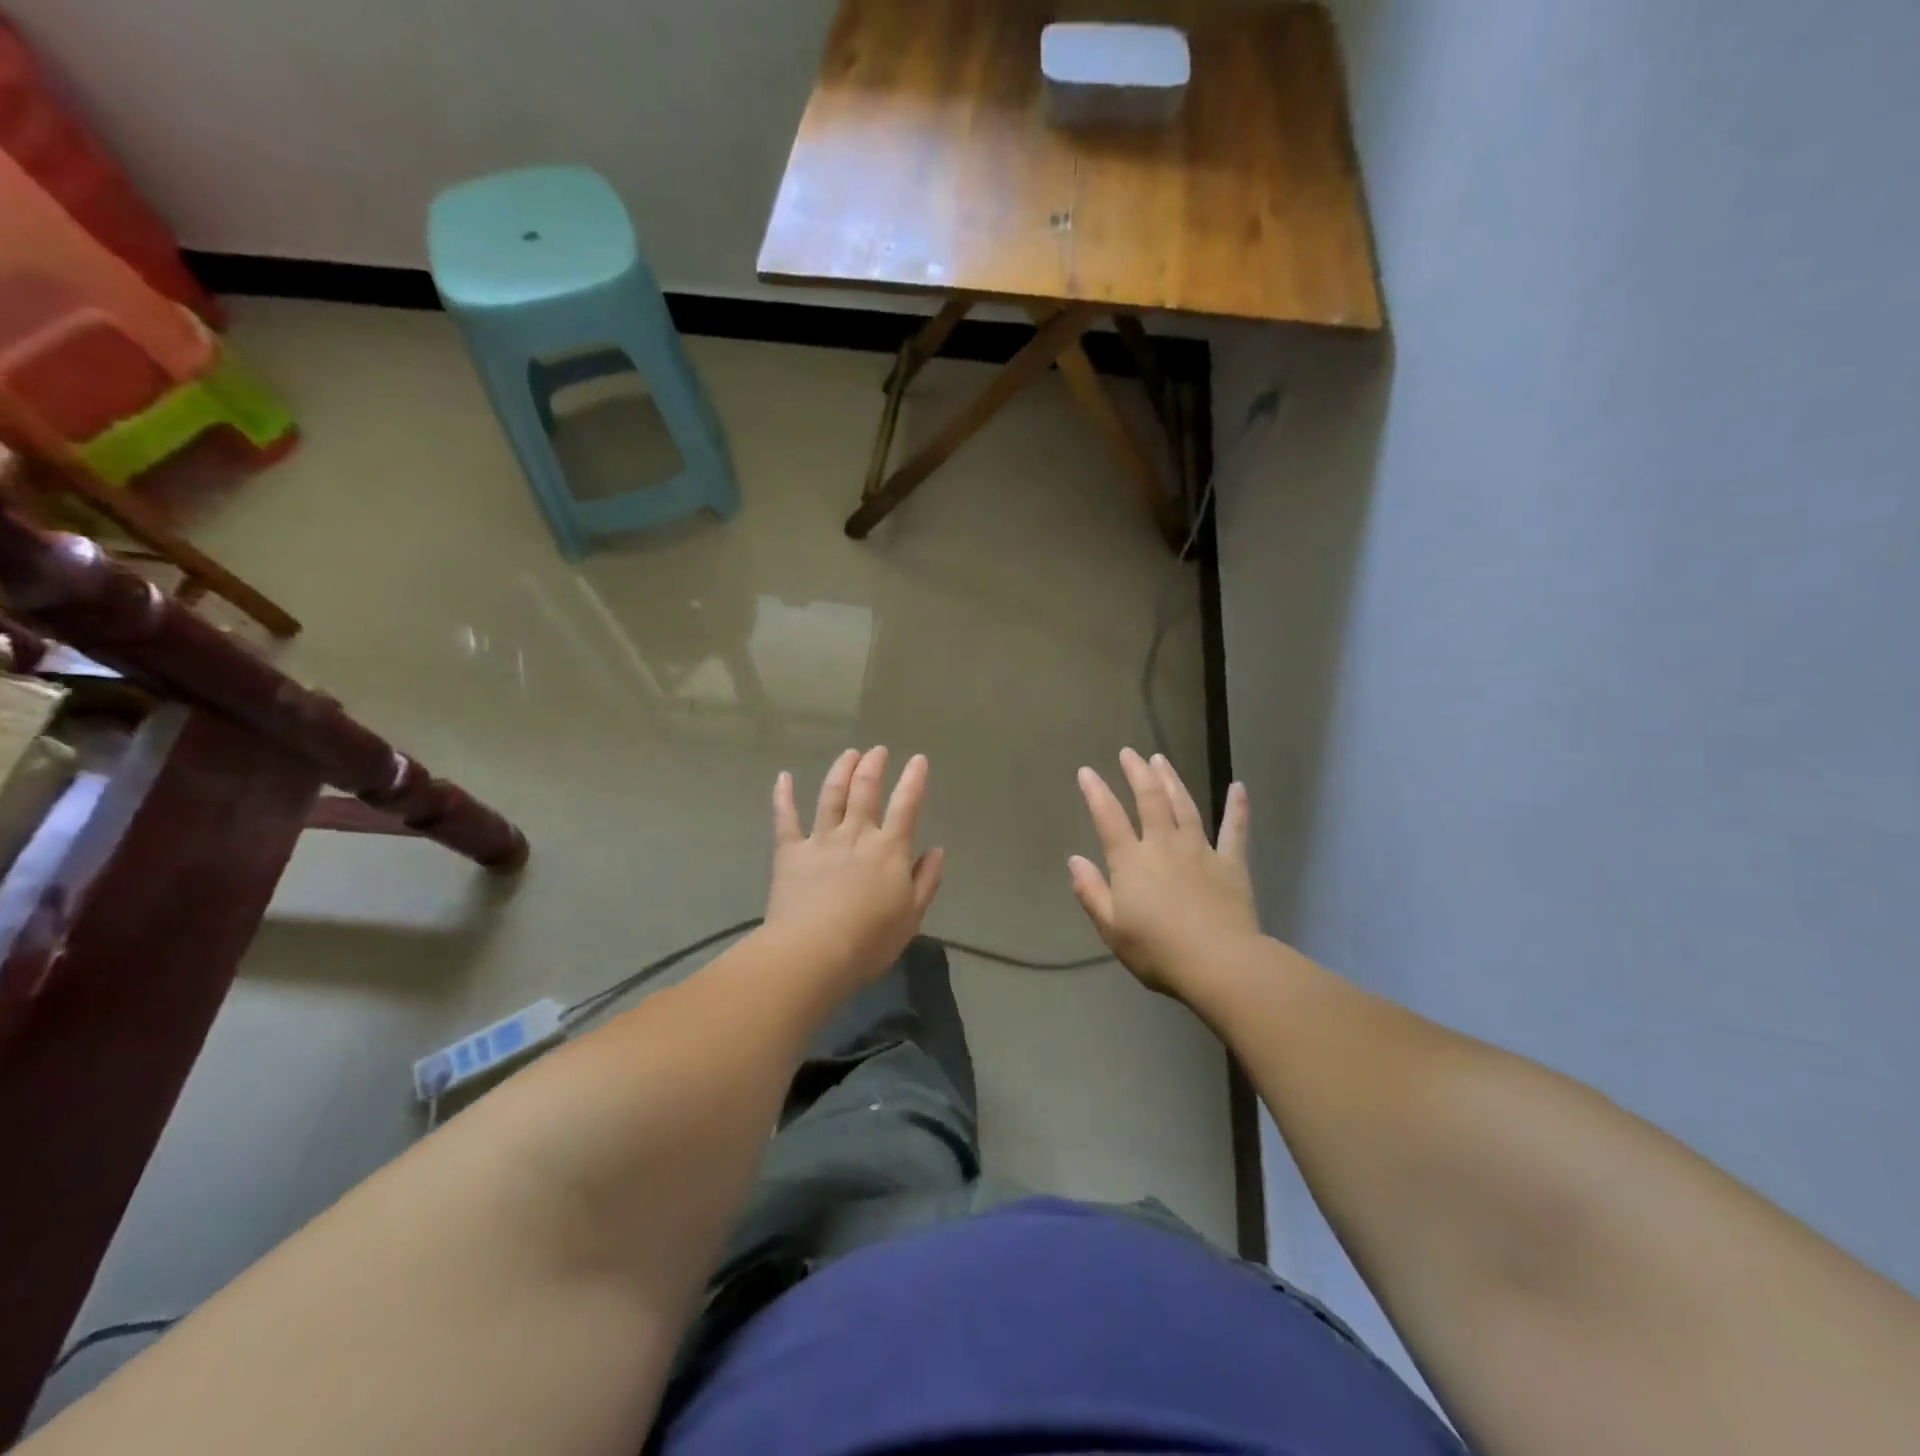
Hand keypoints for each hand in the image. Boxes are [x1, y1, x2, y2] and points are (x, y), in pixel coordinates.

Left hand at [766, 747, 944, 990]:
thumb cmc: (869, 940)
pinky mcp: (790, 852)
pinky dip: (783, 796)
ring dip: (841, 770)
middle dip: (873, 766)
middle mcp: (856, 835)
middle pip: (865, 790)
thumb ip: (926, 880)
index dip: (914, 780)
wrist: (813, 951)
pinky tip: (783, 777)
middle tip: (878, 751)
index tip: (919, 759)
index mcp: (890, 849)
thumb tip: (937, 850)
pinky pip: (786, 818)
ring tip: (849, 753)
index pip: (906, 805)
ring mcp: (821, 840)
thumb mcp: (912, 916)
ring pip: (831, 795)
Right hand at [1069, 749, 1259, 998]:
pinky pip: (1234, 830)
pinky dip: (1236, 807)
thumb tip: (1074, 860)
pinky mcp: (1231, 863)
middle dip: (1137, 773)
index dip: (1096, 792)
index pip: (1108, 818)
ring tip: (1161, 760)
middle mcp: (1164, 845)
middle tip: (1129, 753)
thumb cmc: (1157, 950)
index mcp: (1131, 861)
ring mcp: (1200, 851)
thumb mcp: (1111, 928)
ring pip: (1184, 806)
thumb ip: (1091, 891)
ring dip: (1171, 780)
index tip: (1086, 771)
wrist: (1219, 963)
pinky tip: (1238, 787)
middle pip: (1149, 800)